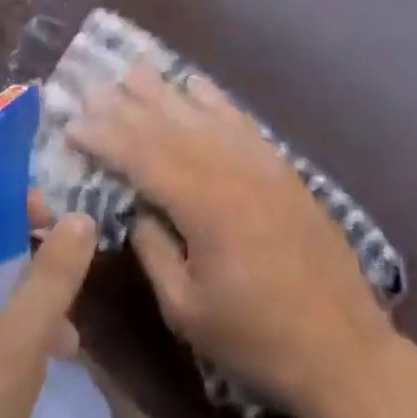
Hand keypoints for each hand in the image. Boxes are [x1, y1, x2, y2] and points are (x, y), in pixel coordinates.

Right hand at [69, 65, 392, 414]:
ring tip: (134, 70)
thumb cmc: (258, 337)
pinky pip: (239, 119)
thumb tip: (139, 210)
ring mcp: (257, 161)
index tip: (73, 123)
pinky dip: (213, 98)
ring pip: (200, 113)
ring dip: (164, 91)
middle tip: (93, 88)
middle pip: (167, 126)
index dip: (104, 137)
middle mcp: (228, 168)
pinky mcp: (279, 166)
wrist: (343, 347)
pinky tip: (194, 83)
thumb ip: (155, 252)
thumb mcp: (188, 311)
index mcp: (202, 203)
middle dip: (125, 106)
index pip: (140, 156)